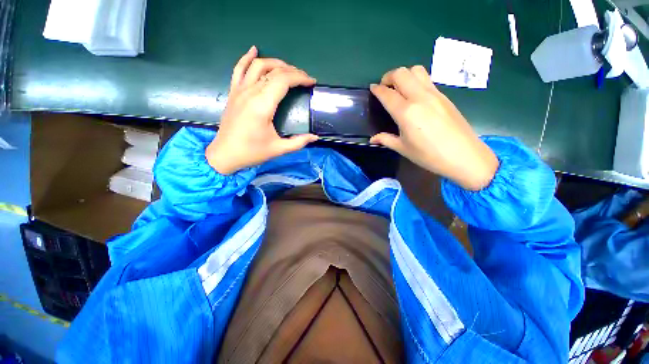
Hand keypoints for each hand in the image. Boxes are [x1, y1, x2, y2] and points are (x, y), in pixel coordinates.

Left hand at [206, 46, 317, 174]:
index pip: (284, 81)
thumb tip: (315, 137)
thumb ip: (298, 142)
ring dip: (275, 63)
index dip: (300, 78)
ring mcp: (240, 90)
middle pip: (274, 71)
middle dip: (293, 71)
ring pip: (258, 66)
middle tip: (304, 78)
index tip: (311, 82)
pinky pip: (239, 69)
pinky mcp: (233, 92)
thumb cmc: (252, 152)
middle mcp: (251, 92)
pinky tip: (254, 50)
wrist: (225, 154)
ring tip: (288, 68)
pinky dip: (247, 58)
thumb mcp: (278, 149)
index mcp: (263, 105)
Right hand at [370, 66, 498, 190]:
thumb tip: (373, 139)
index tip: (372, 89)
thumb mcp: (403, 148)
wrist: (464, 155)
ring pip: (416, 70)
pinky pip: (427, 79)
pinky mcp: (444, 96)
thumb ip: (386, 140)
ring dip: (404, 74)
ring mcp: (434, 94)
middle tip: (384, 87)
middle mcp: (419, 97)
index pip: (387, 94)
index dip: (377, 89)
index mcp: (406, 112)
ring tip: (399, 88)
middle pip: (401, 73)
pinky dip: (416, 80)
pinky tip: (414, 95)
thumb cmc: (428, 155)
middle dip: (389, 76)